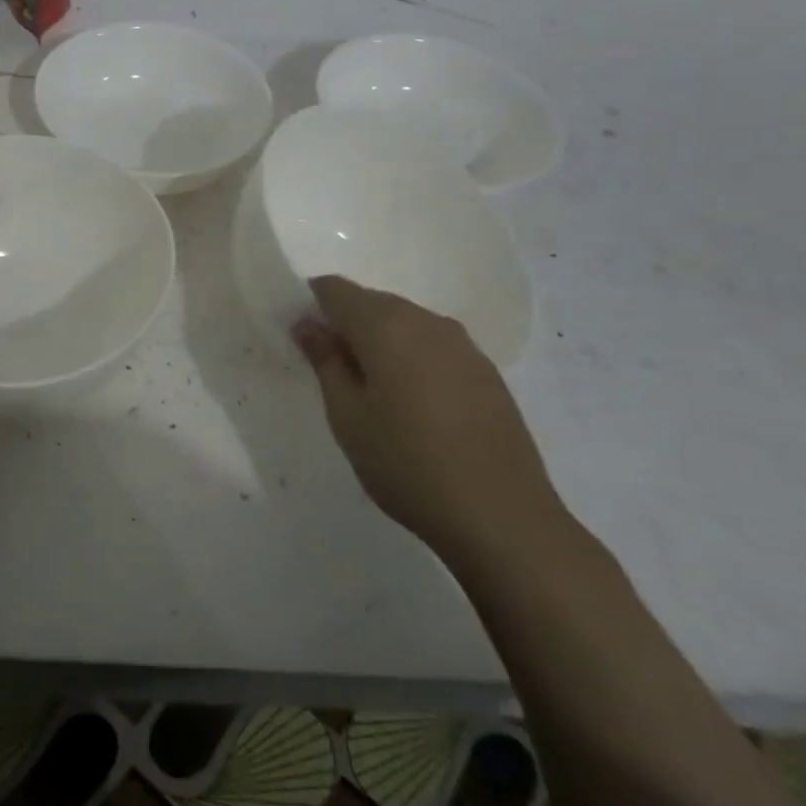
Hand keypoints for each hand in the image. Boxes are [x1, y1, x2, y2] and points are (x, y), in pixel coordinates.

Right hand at [293, 276, 565, 564]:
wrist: (502, 516)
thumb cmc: (406, 463)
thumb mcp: (347, 417)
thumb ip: (325, 361)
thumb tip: (308, 324)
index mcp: (384, 324)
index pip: (335, 289)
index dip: (312, 304)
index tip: (304, 339)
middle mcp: (425, 320)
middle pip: (372, 302)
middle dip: (347, 324)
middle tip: (332, 371)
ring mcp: (462, 344)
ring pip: (406, 323)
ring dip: (382, 342)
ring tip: (373, 391)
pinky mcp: (486, 371)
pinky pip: (435, 346)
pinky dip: (414, 359)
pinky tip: (415, 404)